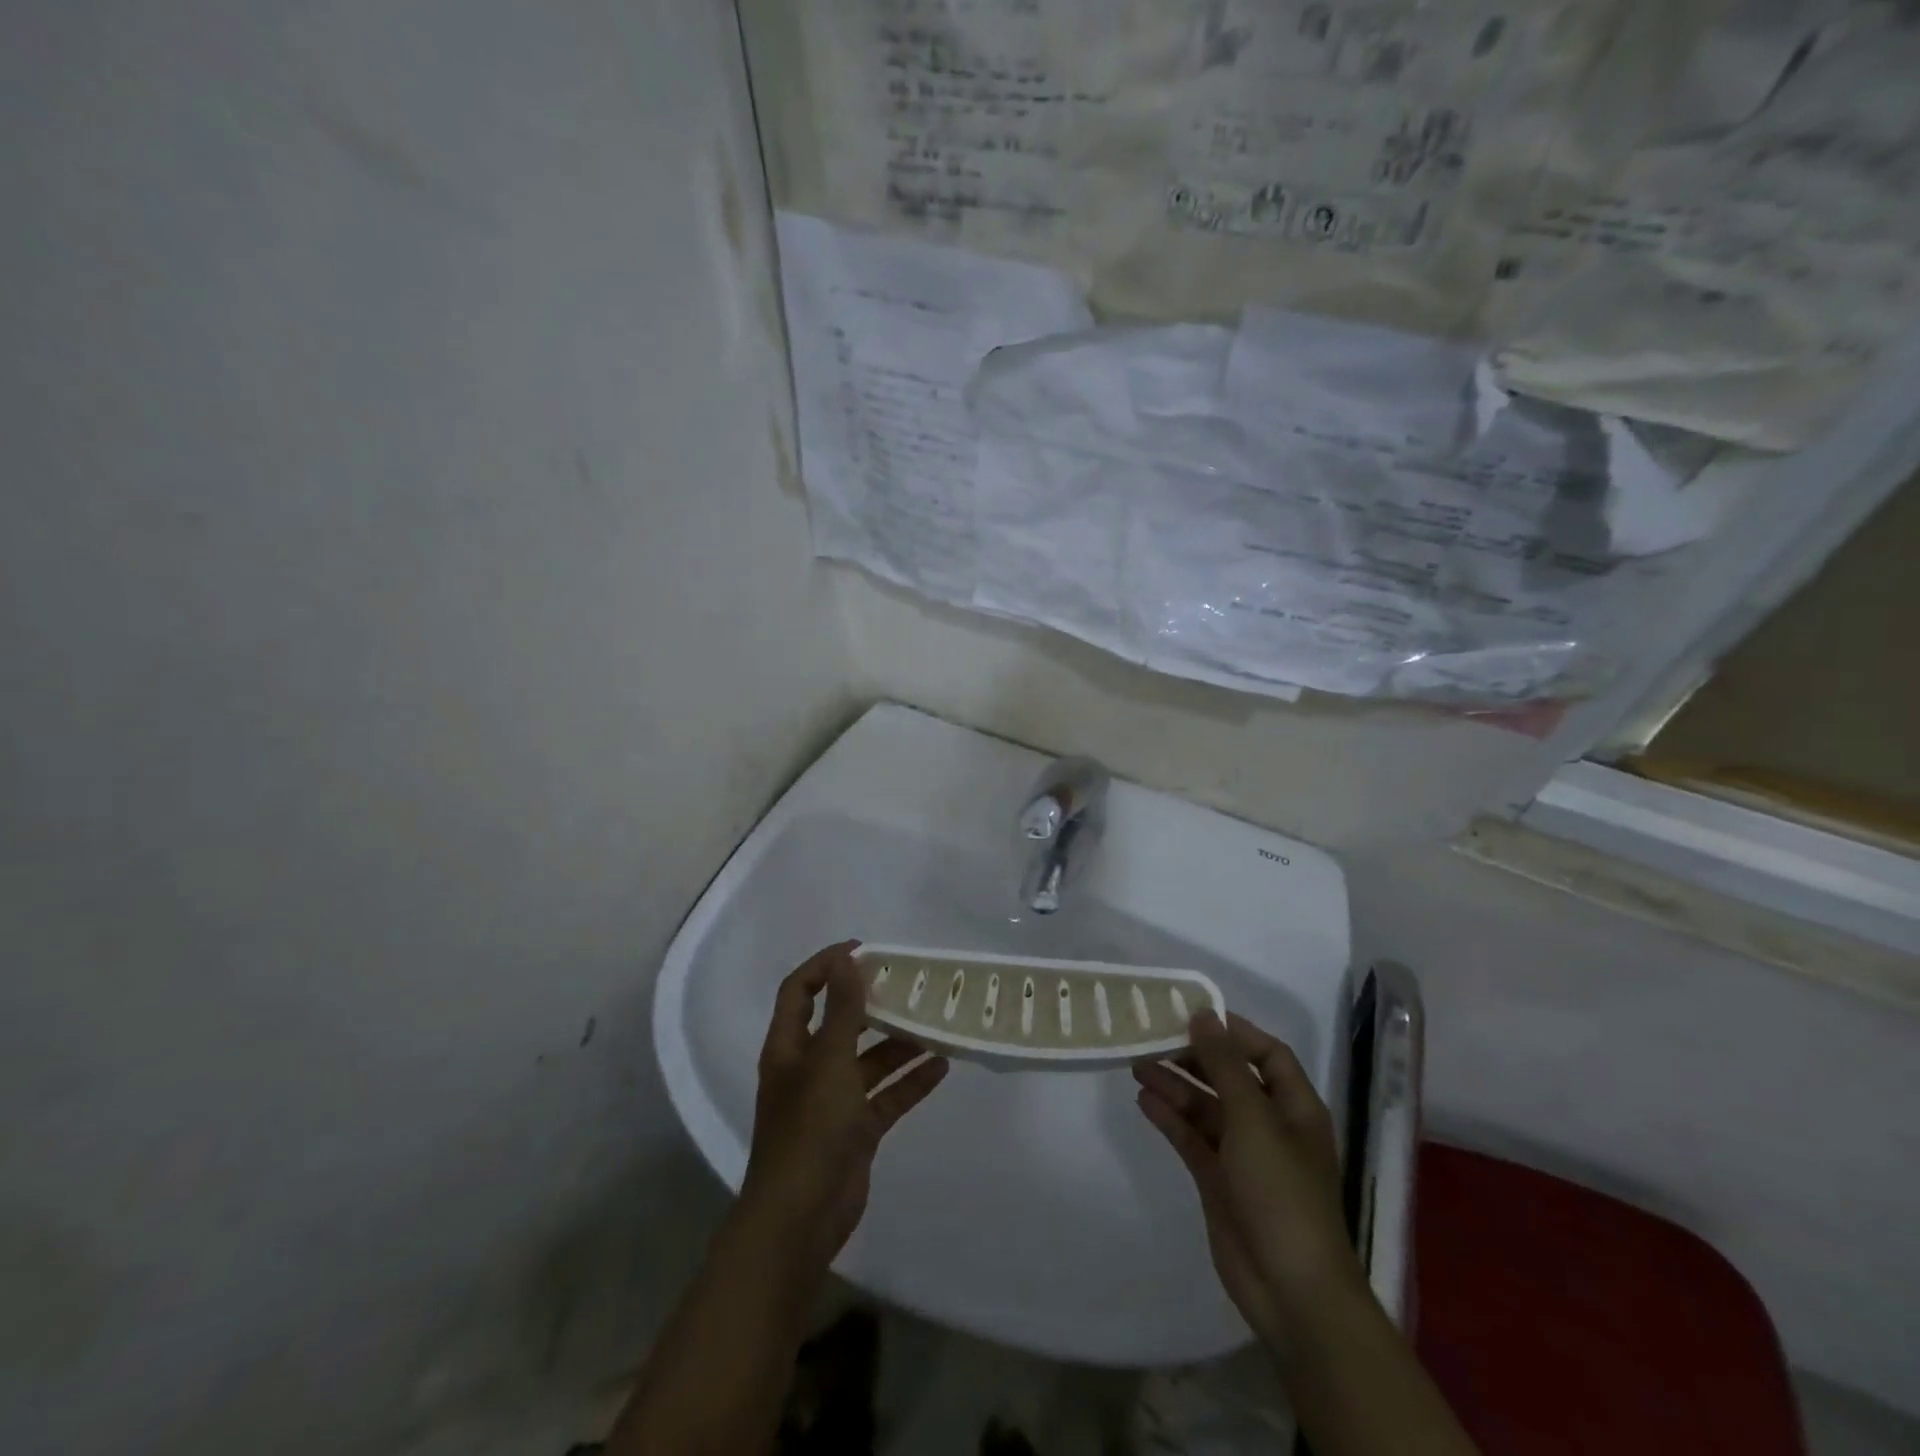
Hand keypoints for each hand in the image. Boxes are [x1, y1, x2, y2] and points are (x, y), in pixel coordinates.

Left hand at [739, 942, 948, 1270]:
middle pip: (840, 1023)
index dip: (826, 966)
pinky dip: (910, 1082)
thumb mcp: (829, 1061)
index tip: (864, 949)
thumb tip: (847, 959)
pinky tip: (942, 1066)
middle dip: (871, 1003)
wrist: (801, 1219)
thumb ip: (843, 1010)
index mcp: (789, 1047)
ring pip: (869, 1061)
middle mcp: (808, 1068)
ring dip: (898, 1043)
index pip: (800, 991)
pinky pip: (886, 1096)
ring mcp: (832, 1101)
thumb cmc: (809, 1129)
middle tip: (907, 983)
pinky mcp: (856, 1130)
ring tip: (934, 1022)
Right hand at [1133, 1011, 1365, 1350]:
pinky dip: (1170, 1118)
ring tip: (1136, 1064)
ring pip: (1205, 1107)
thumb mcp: (1253, 1118)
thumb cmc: (1281, 1191)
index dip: (1233, 1032)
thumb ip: (1224, 1065)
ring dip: (1175, 1085)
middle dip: (1194, 1056)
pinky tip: (1143, 1100)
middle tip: (1153, 1037)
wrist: (1290, 1289)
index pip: (1267, 1053)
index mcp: (1294, 1107)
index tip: (1192, 1014)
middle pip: (1230, 1077)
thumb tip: (1203, 1015)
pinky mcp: (1218, 1180)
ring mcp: (1243, 1154)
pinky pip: (1191, 1137)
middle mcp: (1269, 1125)